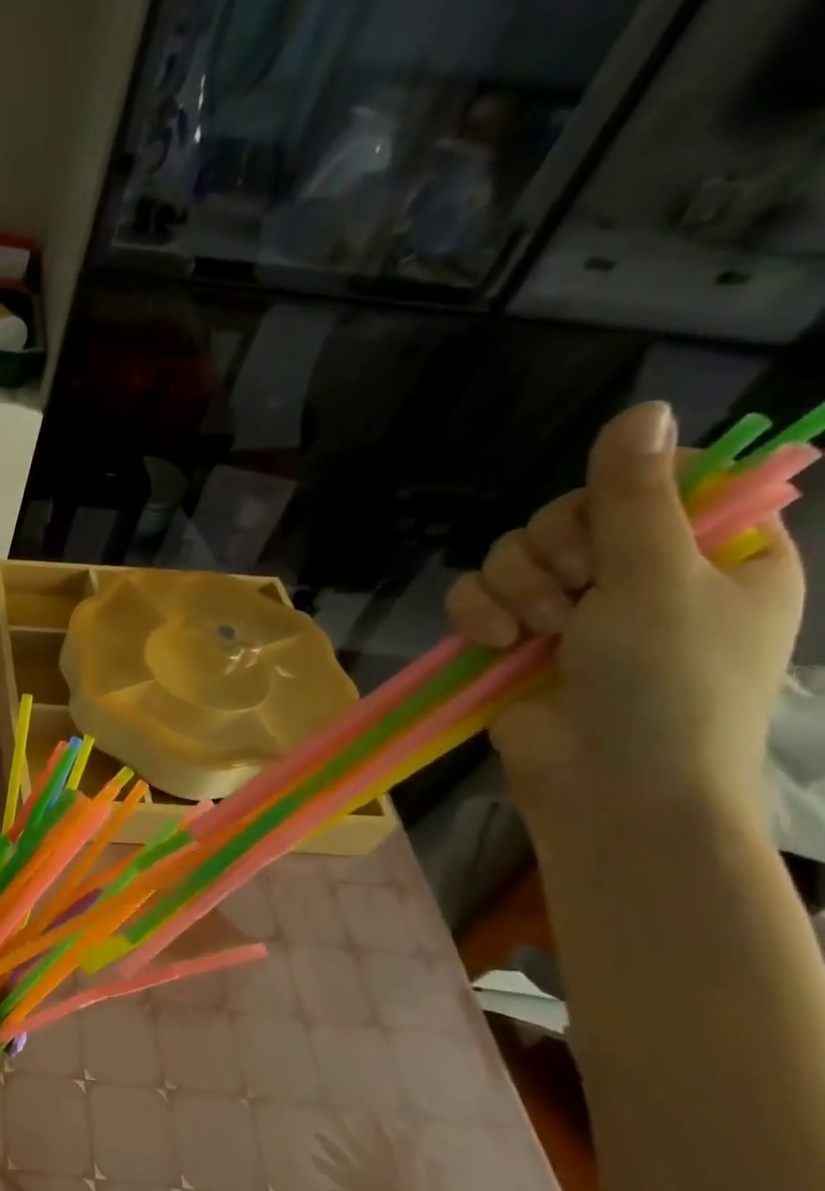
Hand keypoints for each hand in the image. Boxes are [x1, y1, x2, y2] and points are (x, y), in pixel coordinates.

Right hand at [446, 401, 803, 827]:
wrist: (609, 783)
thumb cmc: (665, 682)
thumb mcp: (658, 578)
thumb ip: (635, 497)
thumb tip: (643, 407)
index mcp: (714, 554)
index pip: (659, 485)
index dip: (620, 496)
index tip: (613, 530)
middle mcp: (642, 575)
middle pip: (570, 517)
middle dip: (554, 553)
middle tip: (575, 592)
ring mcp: (575, 611)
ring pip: (514, 556)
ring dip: (513, 589)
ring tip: (534, 632)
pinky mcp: (516, 640)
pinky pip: (476, 597)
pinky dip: (477, 615)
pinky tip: (493, 642)